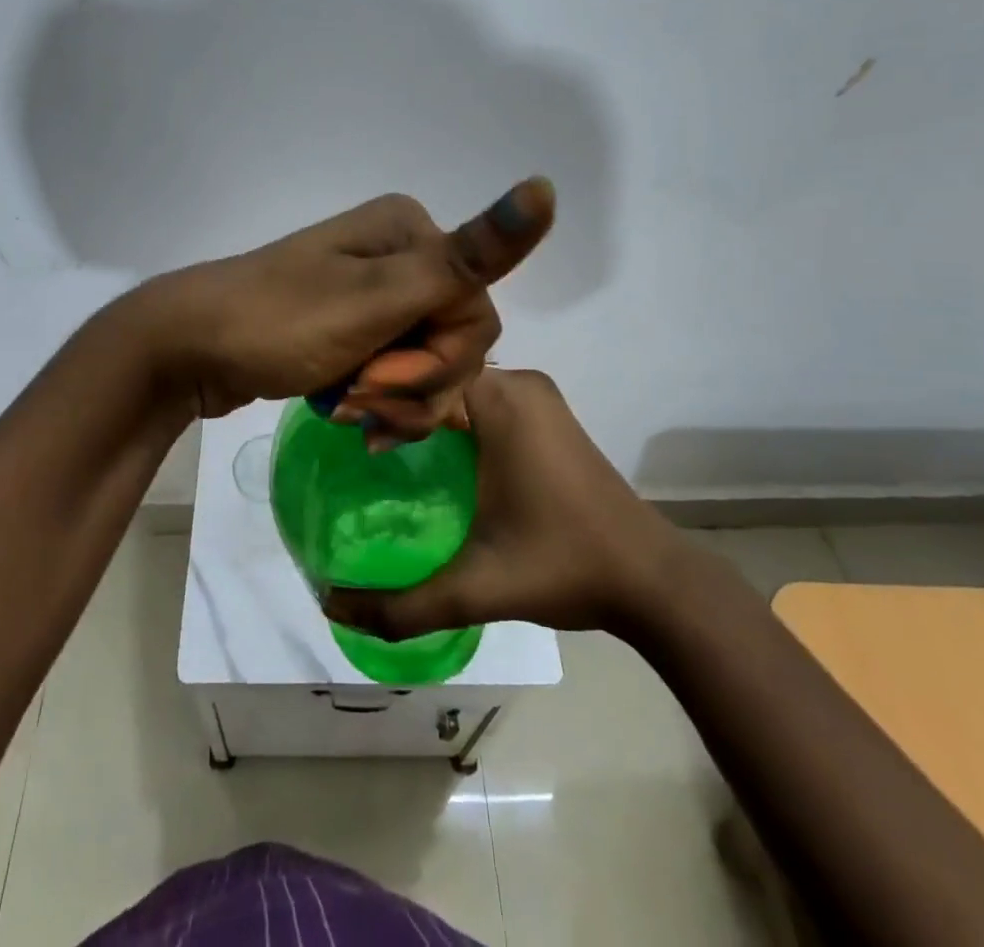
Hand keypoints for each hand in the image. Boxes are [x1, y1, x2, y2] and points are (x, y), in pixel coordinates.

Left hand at [138, 180, 555, 436]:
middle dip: (412, 384)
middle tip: (357, 397)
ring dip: (392, 401)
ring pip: (427, 365)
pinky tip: (340, 412)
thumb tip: (545, 188)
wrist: (189, 349)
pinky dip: (376, 402)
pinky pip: (394, 373)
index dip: (439, 360)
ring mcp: (374, 294)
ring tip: (342, 411)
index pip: (478, 313)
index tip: (378, 376)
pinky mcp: (354, 329)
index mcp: (412, 234)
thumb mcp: (377, 299)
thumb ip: (466, 257)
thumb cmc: (279, 322)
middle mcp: (400, 255)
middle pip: (456, 342)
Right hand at [324, 368, 693, 636]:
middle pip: (435, 375)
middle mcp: (518, 383)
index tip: (339, 429)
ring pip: (458, 386)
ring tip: (378, 446)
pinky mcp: (545, 416)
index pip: (418, 375)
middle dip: (393, 402)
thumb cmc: (564, 566)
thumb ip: (401, 604)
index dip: (375, 397)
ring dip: (421, 410)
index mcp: (501, 399)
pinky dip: (449, 418)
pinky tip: (427, 455)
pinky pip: (480, 400)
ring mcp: (536, 397)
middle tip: (352, 439)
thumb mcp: (476, 587)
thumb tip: (330, 607)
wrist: (653, 581)